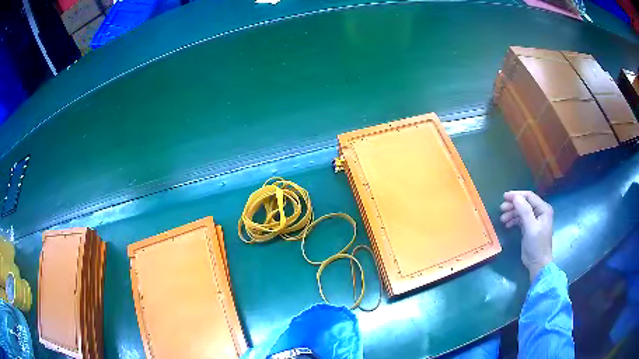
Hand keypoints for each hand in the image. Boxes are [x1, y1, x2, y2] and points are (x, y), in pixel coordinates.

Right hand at [500, 191, 553, 281]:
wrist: (538, 264)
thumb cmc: (537, 245)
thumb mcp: (531, 228)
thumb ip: (525, 211)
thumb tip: (516, 197)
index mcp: (543, 209)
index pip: (529, 196)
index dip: (517, 195)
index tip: (504, 197)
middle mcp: (540, 212)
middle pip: (524, 203)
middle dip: (513, 205)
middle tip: (501, 209)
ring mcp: (534, 219)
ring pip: (521, 211)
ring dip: (511, 213)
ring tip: (502, 219)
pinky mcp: (529, 227)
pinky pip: (520, 219)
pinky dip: (513, 220)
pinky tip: (507, 225)